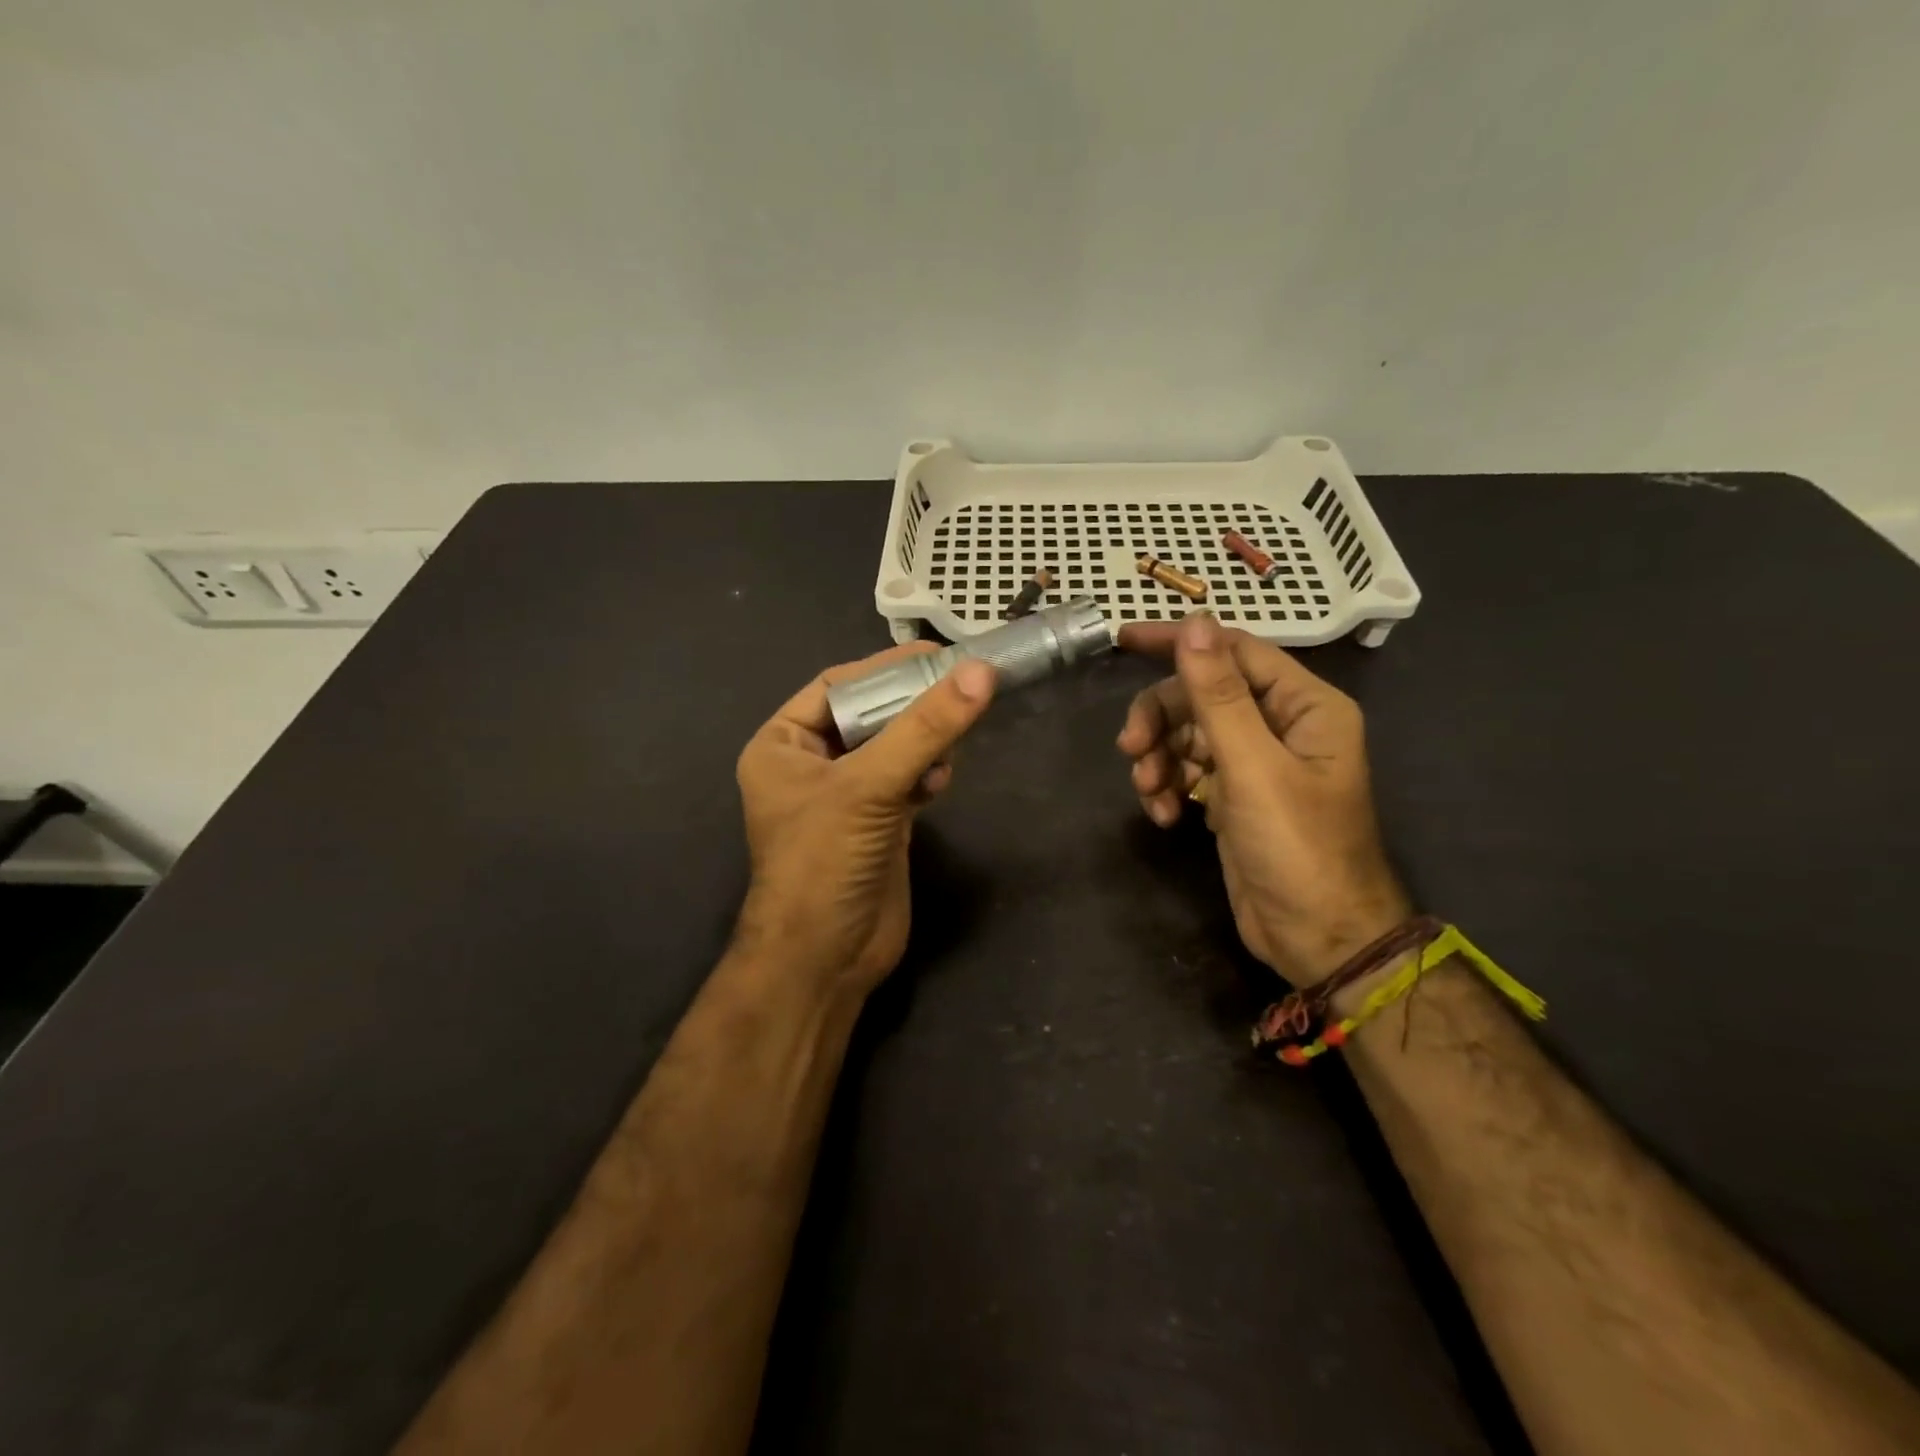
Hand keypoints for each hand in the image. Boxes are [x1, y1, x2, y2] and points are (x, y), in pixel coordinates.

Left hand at [734, 644, 996, 997]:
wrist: (826, 959)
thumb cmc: (824, 862)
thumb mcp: (869, 786)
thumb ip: (924, 729)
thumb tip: (979, 672)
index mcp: (782, 745)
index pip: (837, 687)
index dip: (885, 667)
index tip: (936, 654)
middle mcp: (811, 765)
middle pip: (871, 715)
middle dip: (912, 705)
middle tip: (961, 687)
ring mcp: (846, 797)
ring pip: (894, 747)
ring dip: (925, 741)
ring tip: (952, 743)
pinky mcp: (878, 823)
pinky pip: (907, 779)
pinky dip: (928, 773)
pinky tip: (942, 780)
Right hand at [1117, 613, 1409, 987]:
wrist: (1316, 938)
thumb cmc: (1296, 847)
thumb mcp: (1252, 766)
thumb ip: (1218, 694)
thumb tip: (1194, 623)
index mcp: (1303, 706)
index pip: (1233, 651)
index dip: (1179, 641)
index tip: (1123, 640)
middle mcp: (1281, 725)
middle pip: (1202, 695)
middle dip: (1161, 719)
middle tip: (1130, 747)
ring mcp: (1255, 763)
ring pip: (1188, 734)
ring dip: (1160, 757)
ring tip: (1149, 790)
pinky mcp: (1233, 796)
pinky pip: (1189, 771)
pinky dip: (1168, 786)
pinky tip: (1163, 815)